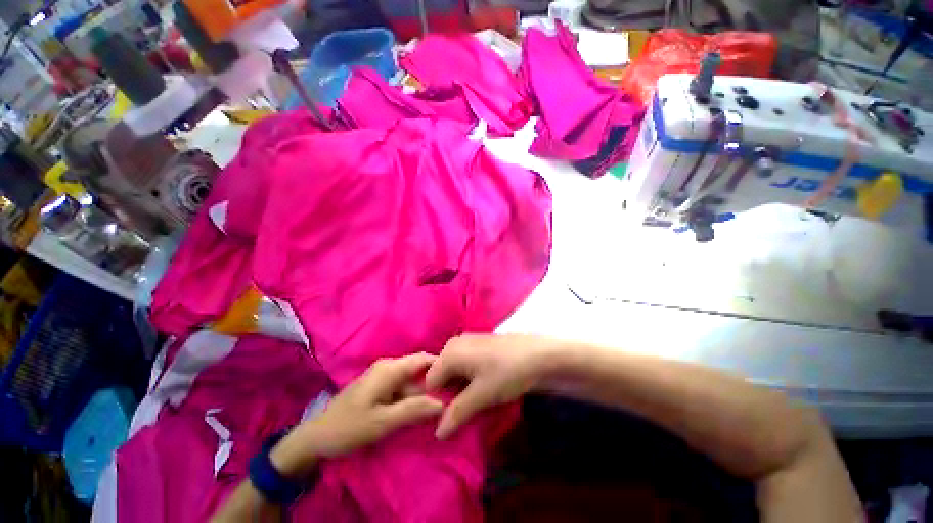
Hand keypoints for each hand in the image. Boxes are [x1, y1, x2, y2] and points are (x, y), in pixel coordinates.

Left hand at [271, 353, 442, 476]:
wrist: (315, 437)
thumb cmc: (348, 428)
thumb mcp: (383, 422)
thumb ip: (414, 410)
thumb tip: (443, 403)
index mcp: (390, 368)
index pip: (424, 359)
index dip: (442, 367)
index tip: (457, 381)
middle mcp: (388, 366)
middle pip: (418, 370)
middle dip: (433, 383)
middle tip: (450, 399)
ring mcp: (382, 376)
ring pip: (411, 380)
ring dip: (423, 393)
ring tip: (437, 408)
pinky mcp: (378, 386)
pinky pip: (401, 387)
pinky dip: (411, 397)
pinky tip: (417, 411)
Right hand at [426, 334, 562, 439]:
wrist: (539, 355)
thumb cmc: (507, 372)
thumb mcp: (481, 395)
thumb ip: (457, 413)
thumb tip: (438, 433)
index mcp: (450, 352)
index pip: (429, 382)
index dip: (436, 402)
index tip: (448, 417)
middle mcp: (455, 343)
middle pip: (441, 375)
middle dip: (447, 395)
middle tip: (461, 411)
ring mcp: (467, 343)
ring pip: (453, 371)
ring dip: (458, 389)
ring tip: (472, 402)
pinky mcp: (479, 346)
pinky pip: (464, 365)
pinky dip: (467, 379)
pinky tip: (480, 389)